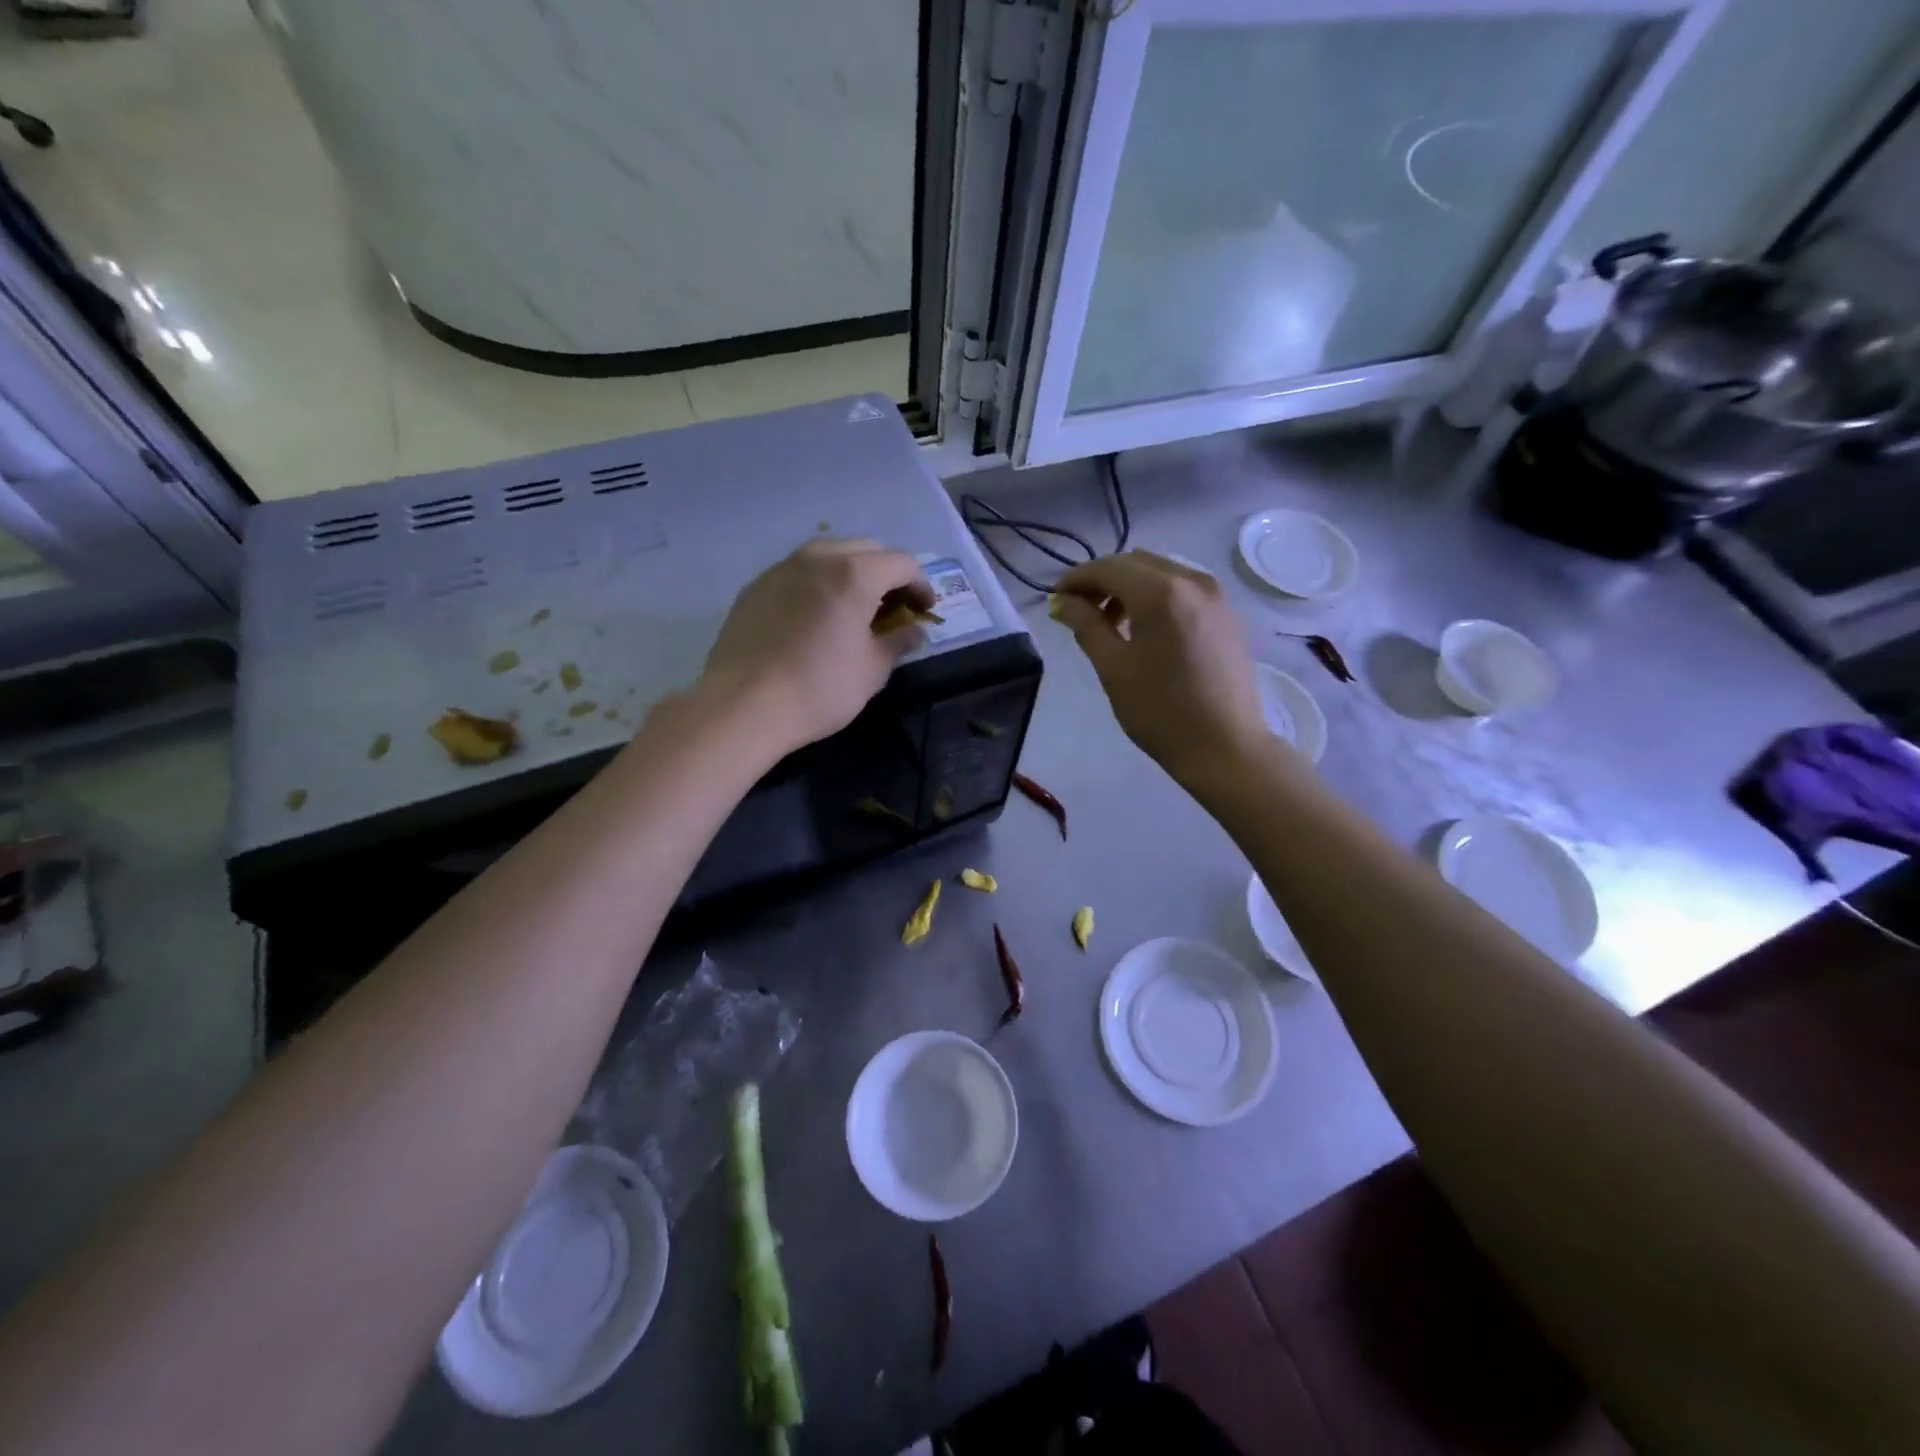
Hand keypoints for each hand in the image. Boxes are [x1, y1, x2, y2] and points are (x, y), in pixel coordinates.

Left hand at [698, 538, 932, 754]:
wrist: (742, 705)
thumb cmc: (819, 689)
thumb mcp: (872, 671)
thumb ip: (898, 642)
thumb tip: (914, 631)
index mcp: (854, 574)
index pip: (902, 563)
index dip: (921, 585)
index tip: (925, 611)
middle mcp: (818, 557)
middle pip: (866, 549)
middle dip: (887, 573)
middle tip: (893, 608)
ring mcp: (781, 569)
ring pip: (828, 554)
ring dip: (851, 573)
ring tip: (855, 608)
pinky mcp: (755, 587)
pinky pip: (798, 572)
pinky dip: (818, 583)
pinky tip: (816, 617)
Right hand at [1050, 551, 1273, 782]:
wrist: (1224, 746)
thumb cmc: (1160, 710)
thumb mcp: (1113, 668)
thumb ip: (1086, 625)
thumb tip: (1062, 602)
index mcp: (1161, 592)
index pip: (1108, 568)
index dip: (1077, 579)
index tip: (1055, 599)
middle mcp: (1192, 581)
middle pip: (1136, 563)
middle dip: (1103, 580)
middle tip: (1079, 609)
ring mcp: (1215, 596)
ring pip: (1161, 573)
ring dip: (1130, 587)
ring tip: (1110, 623)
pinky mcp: (1227, 614)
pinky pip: (1183, 590)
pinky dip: (1156, 597)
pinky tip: (1144, 630)